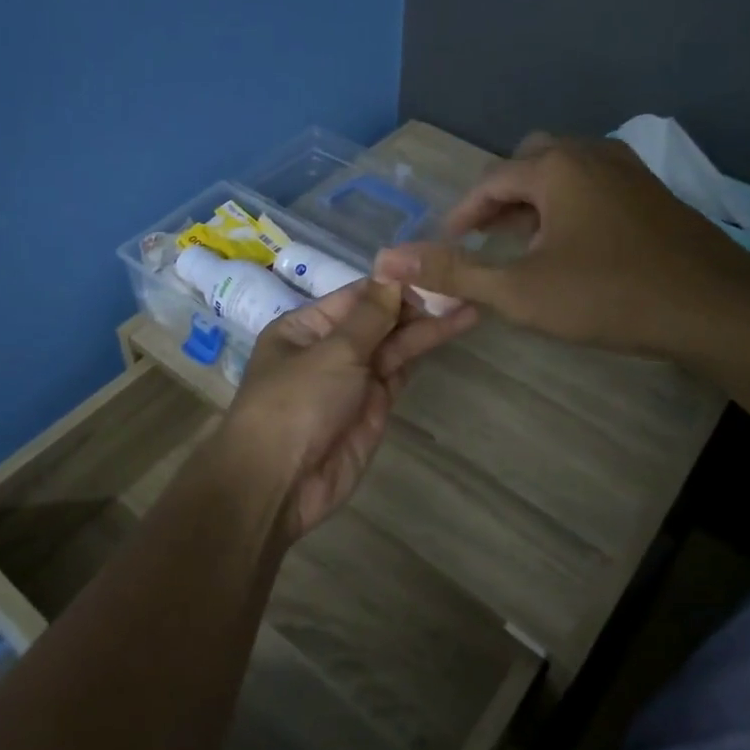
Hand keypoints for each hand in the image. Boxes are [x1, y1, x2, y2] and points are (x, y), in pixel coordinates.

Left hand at [219, 280, 476, 540]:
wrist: (281, 483)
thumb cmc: (296, 404)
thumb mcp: (332, 352)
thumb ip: (369, 316)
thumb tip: (392, 273)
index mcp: (305, 327)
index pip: (356, 295)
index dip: (394, 282)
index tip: (433, 266)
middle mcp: (329, 348)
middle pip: (378, 319)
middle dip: (416, 304)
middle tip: (462, 283)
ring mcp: (352, 379)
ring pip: (393, 346)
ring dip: (426, 327)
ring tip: (469, 303)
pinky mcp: (373, 408)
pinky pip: (399, 373)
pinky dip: (421, 354)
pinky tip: (450, 330)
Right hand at [374, 134, 749, 361]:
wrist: (716, 307)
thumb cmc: (609, 295)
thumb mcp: (520, 291)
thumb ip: (452, 273)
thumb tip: (386, 261)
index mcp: (555, 166)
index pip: (491, 181)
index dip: (462, 214)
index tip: (448, 245)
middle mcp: (591, 154)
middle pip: (528, 164)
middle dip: (501, 200)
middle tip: (485, 239)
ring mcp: (628, 170)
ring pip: (564, 174)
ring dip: (535, 203)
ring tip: (523, 246)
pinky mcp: (652, 193)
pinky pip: (593, 187)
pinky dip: (568, 207)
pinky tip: (572, 248)